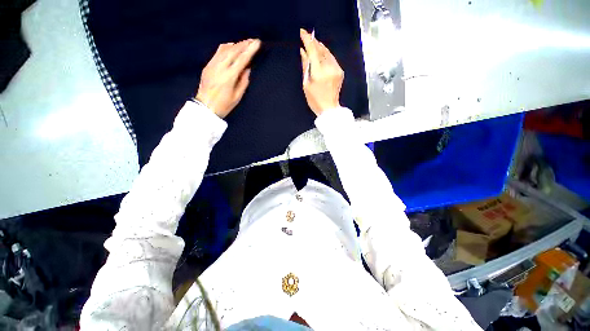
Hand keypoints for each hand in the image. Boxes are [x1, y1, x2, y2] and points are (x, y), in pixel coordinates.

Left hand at [196, 39, 260, 117]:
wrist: (206, 106)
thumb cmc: (224, 105)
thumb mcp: (238, 96)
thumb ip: (243, 81)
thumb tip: (247, 69)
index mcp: (229, 77)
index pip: (242, 59)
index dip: (250, 50)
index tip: (257, 43)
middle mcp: (220, 67)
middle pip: (233, 51)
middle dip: (244, 44)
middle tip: (252, 40)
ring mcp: (212, 65)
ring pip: (225, 49)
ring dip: (236, 45)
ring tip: (244, 43)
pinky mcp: (208, 66)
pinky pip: (218, 52)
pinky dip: (226, 48)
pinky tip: (232, 48)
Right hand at [299, 29, 343, 115]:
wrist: (329, 108)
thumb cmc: (315, 100)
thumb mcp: (306, 84)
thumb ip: (305, 66)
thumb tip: (303, 52)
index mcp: (319, 73)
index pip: (313, 51)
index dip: (308, 40)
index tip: (302, 32)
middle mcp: (329, 68)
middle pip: (321, 50)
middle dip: (314, 42)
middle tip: (308, 36)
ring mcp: (336, 69)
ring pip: (327, 53)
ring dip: (320, 47)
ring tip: (314, 43)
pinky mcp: (340, 71)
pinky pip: (332, 59)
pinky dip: (326, 54)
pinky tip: (321, 54)